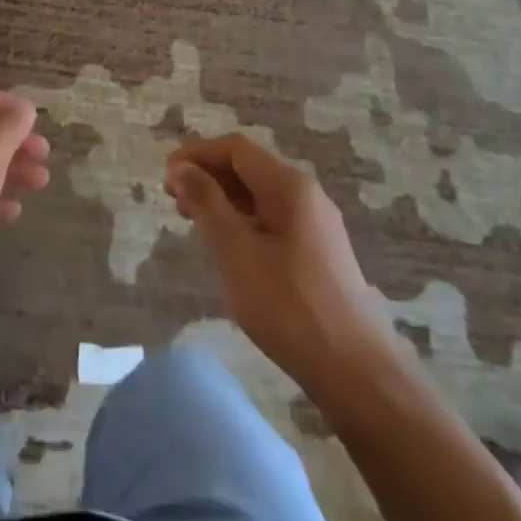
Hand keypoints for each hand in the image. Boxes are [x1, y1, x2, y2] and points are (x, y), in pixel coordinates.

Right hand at [166, 134, 389, 387]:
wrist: (355, 372)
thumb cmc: (288, 306)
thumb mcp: (235, 251)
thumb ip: (206, 203)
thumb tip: (181, 168)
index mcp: (289, 187)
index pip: (235, 149)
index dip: (197, 154)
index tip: (166, 177)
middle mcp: (307, 195)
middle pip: (249, 168)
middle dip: (208, 176)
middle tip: (173, 200)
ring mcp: (316, 224)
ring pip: (260, 195)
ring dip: (223, 199)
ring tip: (192, 221)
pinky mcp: (319, 251)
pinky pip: (272, 218)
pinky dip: (242, 220)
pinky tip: (227, 245)